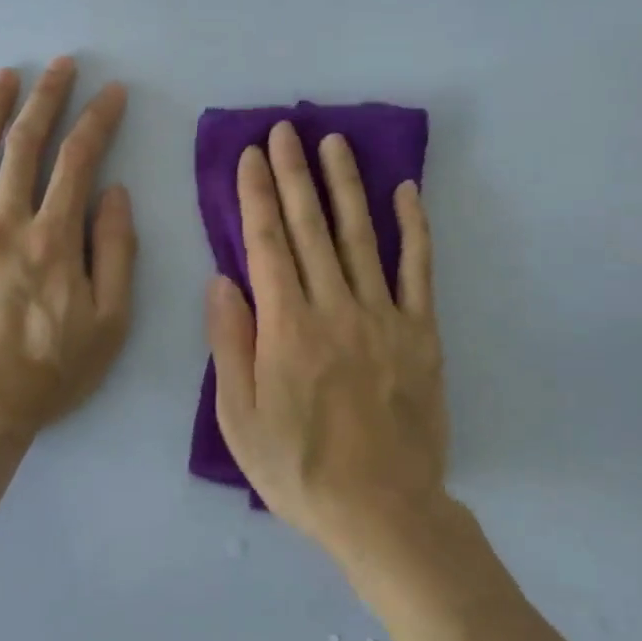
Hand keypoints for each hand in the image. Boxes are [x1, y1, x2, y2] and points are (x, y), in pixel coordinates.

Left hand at [0, 58, 135, 442]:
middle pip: (26, 146)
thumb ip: (116, 252)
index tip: (112, 92)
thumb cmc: (50, 370)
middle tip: (61, 64)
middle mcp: (6, 223)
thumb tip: (113, 194)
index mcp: (55, 238)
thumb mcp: (110, 322)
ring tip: (5, 76)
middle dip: (47, 98)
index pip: (79, 161)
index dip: (98, 120)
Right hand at [206, 121, 449, 558]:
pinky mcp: (421, 332)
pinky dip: (414, 228)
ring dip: (345, 185)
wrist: (382, 510)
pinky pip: (418, 270)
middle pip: (310, 227)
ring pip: (360, 235)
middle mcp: (334, 307)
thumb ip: (229, 344)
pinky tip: (406, 191)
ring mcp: (384, 316)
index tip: (250, 157)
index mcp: (286, 327)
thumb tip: (221, 280)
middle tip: (285, 130)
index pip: (266, 243)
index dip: (256, 195)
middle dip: (294, 175)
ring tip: (333, 143)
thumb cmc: (299, 469)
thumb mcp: (239, 418)